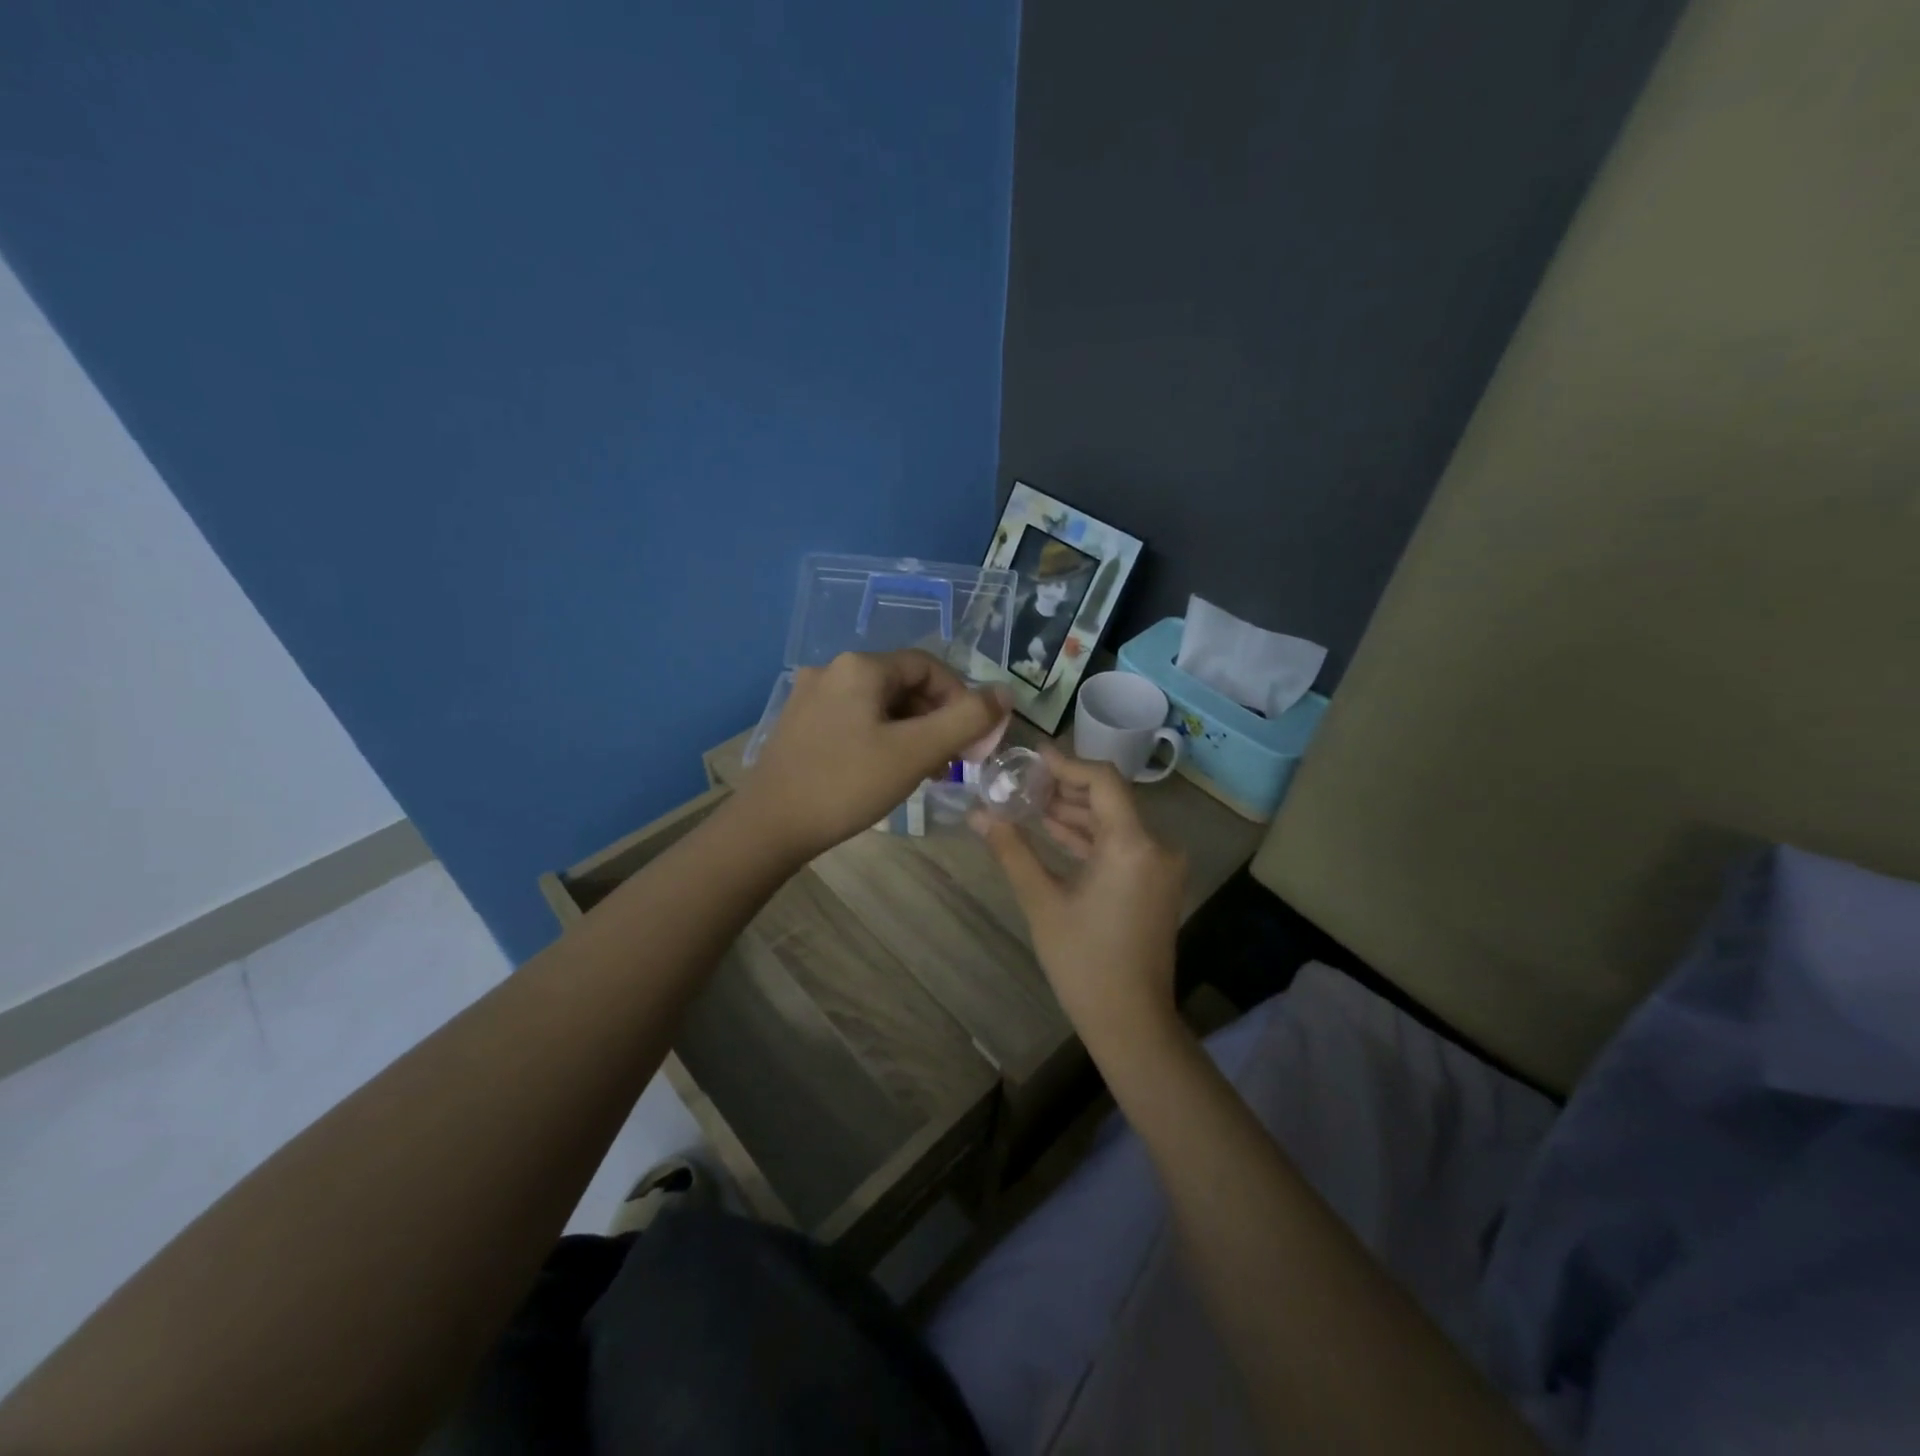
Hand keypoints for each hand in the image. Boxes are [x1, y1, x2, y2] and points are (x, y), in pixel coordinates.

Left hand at [738, 650, 1008, 861]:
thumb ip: (967, 719)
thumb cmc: (847, 784)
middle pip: (903, 685)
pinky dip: (881, 739)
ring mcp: (811, 697)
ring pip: (879, 706)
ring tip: (924, 772)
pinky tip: (885, 772)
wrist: (769, 826)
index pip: (929, 667)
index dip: (960, 699)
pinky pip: (855, 720)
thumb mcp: (916, 751)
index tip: (972, 740)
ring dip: (911, 732)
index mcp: (860, 666)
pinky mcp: (800, 724)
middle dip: (935, 720)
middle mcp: (832, 670)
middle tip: (950, 761)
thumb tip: (1005, 692)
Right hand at [972, 746, 1186, 1050]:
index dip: (1067, 764)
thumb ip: (1012, 850)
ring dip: (1075, 812)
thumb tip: (977, 814)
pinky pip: (1121, 845)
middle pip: (1109, 799)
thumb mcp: (1042, 902)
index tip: (1032, 756)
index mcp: (1133, 845)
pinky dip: (1089, 837)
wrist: (1130, 1021)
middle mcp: (1156, 846)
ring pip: (1114, 822)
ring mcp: (1158, 866)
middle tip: (1022, 780)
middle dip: (1065, 788)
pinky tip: (1053, 829)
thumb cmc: (1083, 962)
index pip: (1103, 781)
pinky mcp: (1154, 883)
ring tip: (1029, 802)